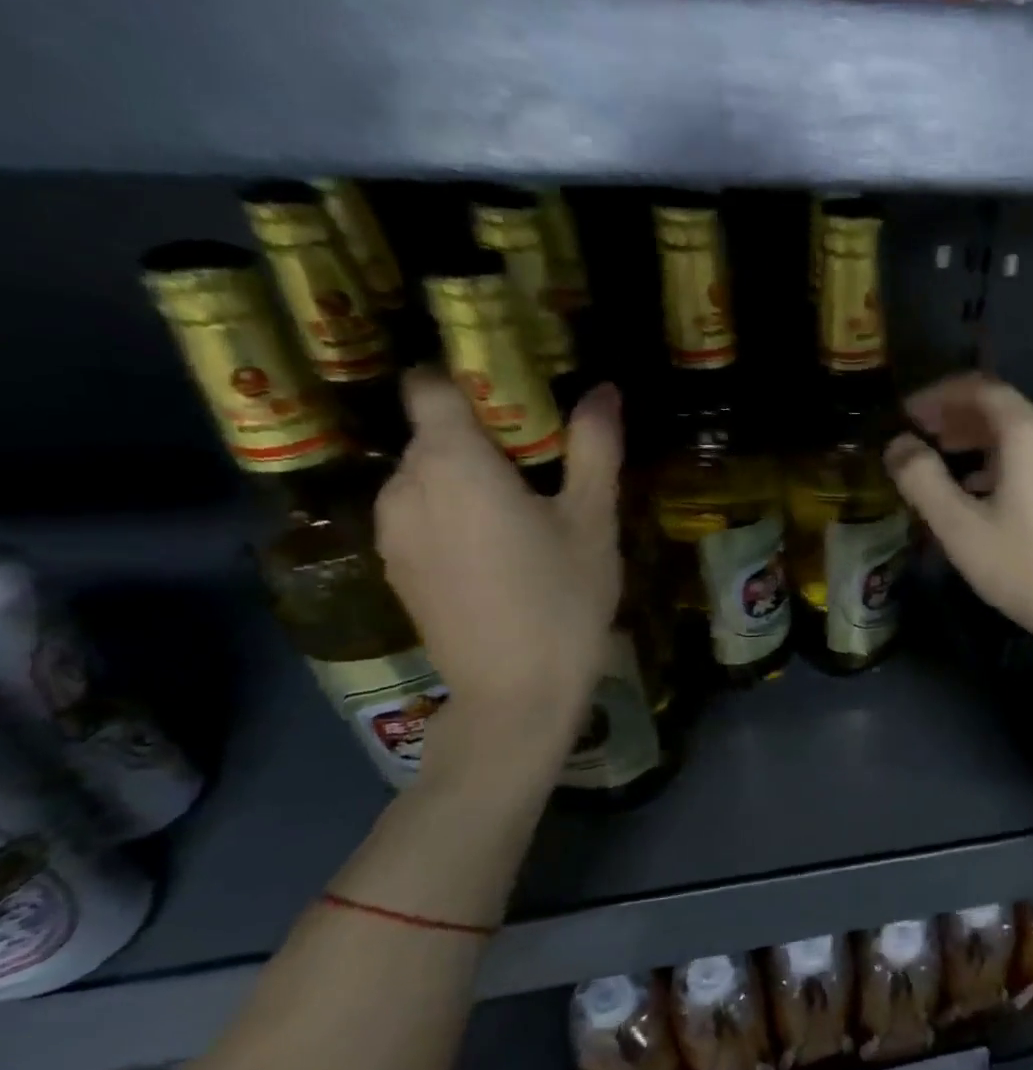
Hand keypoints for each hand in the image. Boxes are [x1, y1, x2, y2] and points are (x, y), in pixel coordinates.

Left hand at [375, 371, 621, 742]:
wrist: (515, 692)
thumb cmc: (562, 599)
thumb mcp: (593, 521)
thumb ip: (593, 448)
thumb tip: (603, 389)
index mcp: (452, 463)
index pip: (432, 384)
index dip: (468, 377)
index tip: (517, 393)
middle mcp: (404, 485)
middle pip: (433, 432)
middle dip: (483, 434)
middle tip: (544, 462)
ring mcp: (392, 529)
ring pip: (426, 475)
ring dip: (468, 477)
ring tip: (524, 512)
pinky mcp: (395, 566)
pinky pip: (420, 513)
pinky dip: (453, 513)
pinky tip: (498, 552)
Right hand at [884, 373, 1032, 664]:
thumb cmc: (1025, 568)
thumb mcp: (960, 526)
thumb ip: (922, 479)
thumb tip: (897, 444)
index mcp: (1028, 433)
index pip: (978, 387)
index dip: (937, 394)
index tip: (906, 412)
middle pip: (1000, 407)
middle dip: (955, 415)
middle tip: (918, 432)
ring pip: (1017, 435)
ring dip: (976, 439)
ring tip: (941, 458)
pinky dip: (999, 461)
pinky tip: (979, 491)